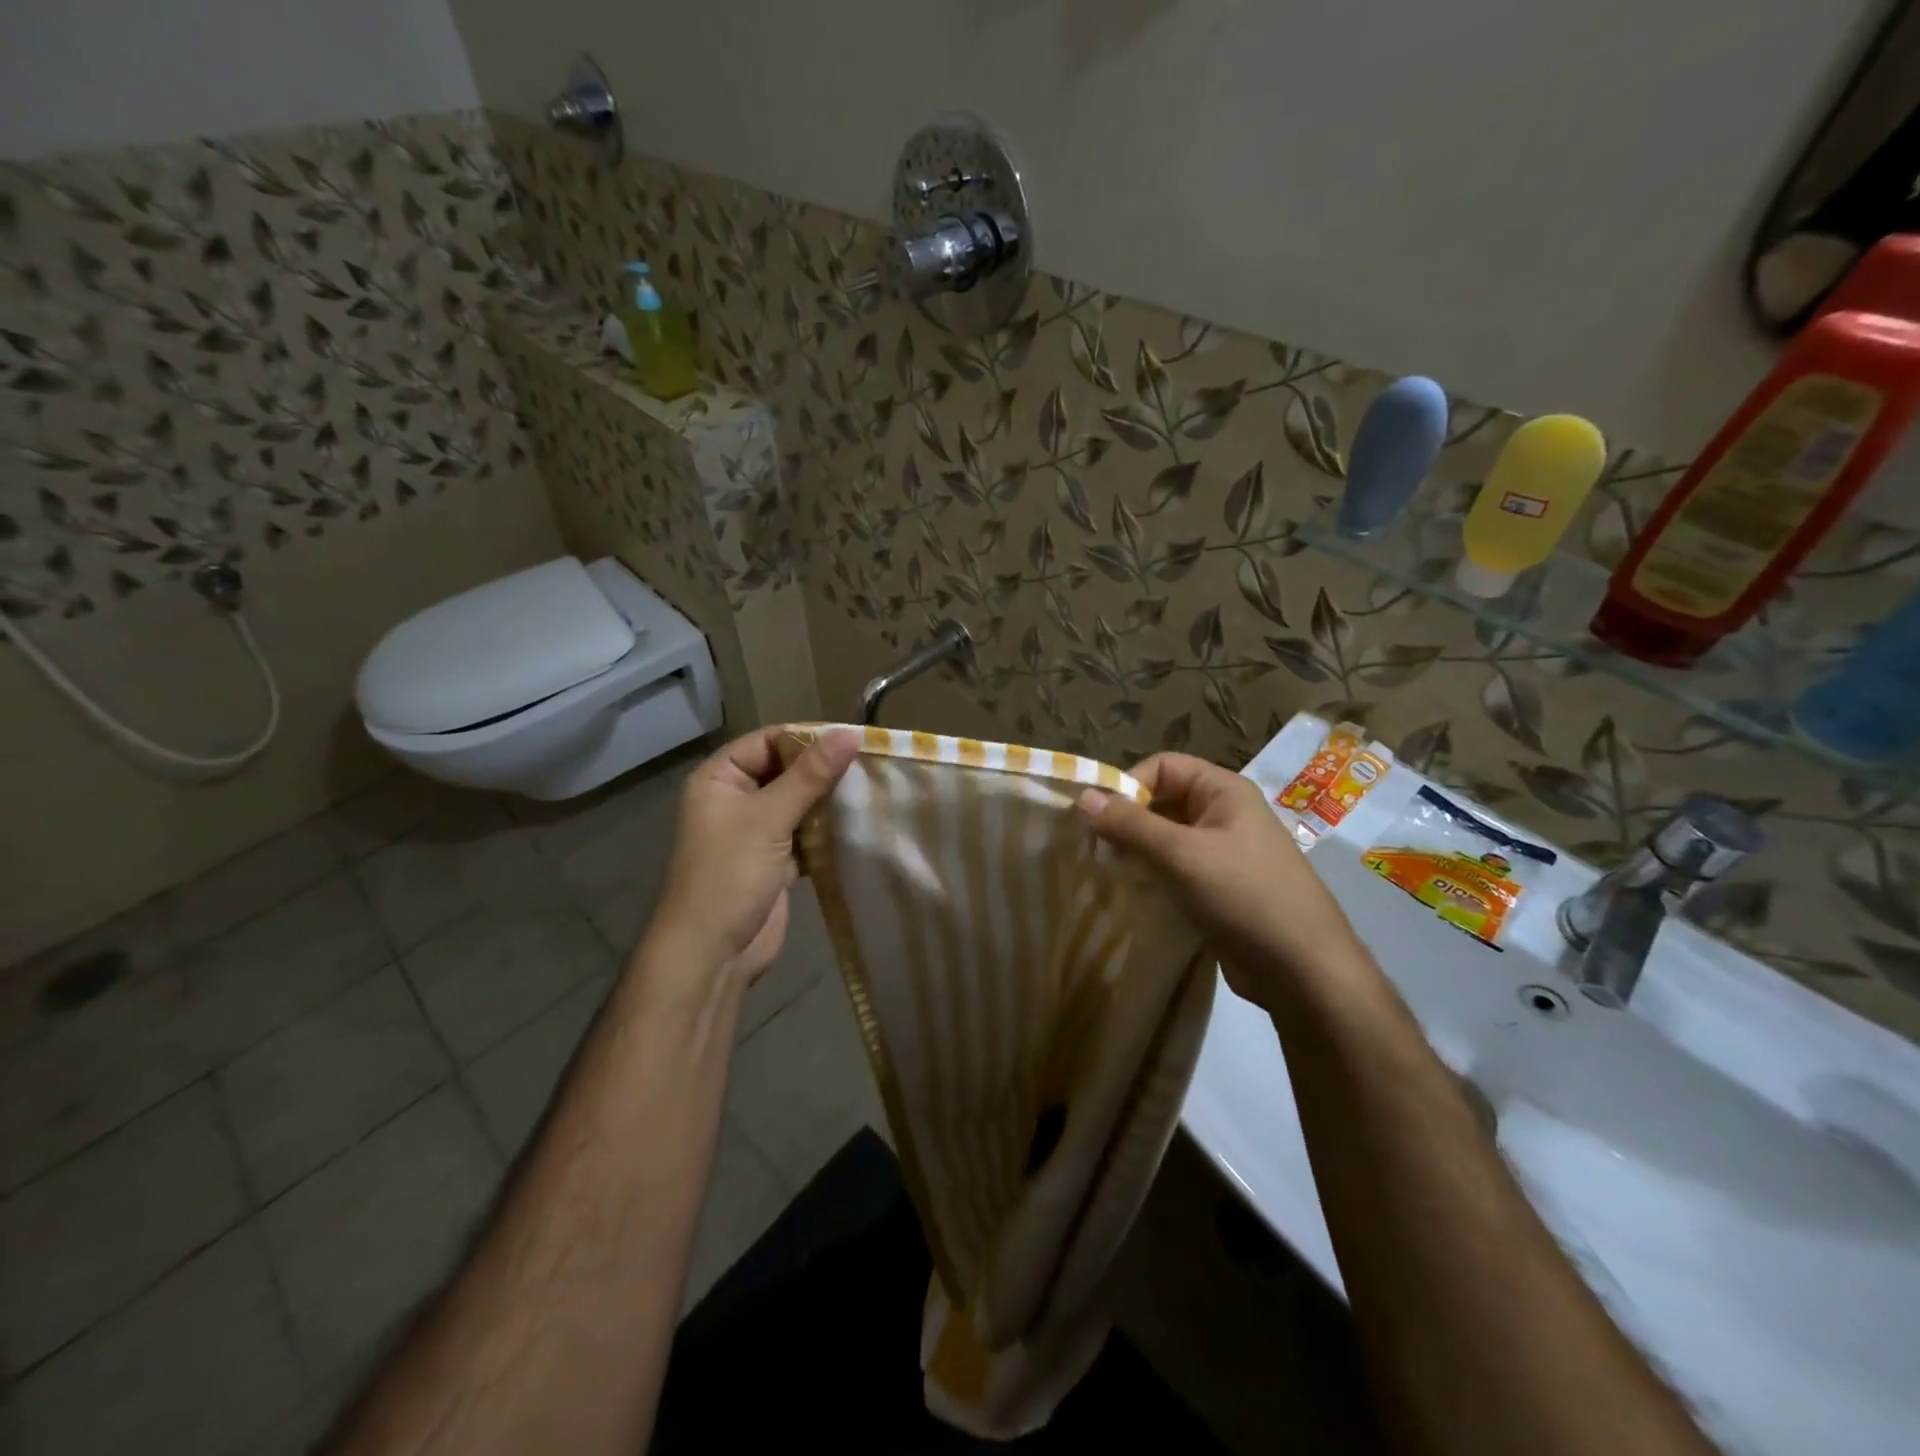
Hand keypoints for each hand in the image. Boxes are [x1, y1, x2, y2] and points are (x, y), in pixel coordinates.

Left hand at [641, 727, 860, 993]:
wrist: (713, 953)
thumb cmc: (730, 876)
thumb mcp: (769, 819)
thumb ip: (811, 776)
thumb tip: (850, 734)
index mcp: (719, 778)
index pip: (769, 741)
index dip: (809, 738)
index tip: (854, 739)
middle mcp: (735, 798)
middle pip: (786, 770)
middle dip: (824, 770)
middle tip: (870, 764)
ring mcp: (755, 831)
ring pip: (799, 802)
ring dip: (829, 800)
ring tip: (871, 790)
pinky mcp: (775, 859)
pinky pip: (805, 832)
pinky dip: (827, 829)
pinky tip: (858, 823)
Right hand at [1079, 753, 1364, 1013]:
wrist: (1303, 970)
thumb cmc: (1244, 896)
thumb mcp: (1181, 854)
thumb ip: (1130, 824)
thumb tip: (1083, 796)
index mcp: (1224, 791)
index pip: (1163, 766)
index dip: (1129, 785)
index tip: (1099, 818)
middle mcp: (1224, 814)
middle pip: (1163, 801)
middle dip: (1127, 820)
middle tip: (1096, 849)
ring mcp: (1223, 853)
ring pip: (1166, 838)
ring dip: (1136, 851)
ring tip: (1108, 872)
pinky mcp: (1218, 888)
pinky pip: (1175, 869)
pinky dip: (1151, 875)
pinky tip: (1131, 893)